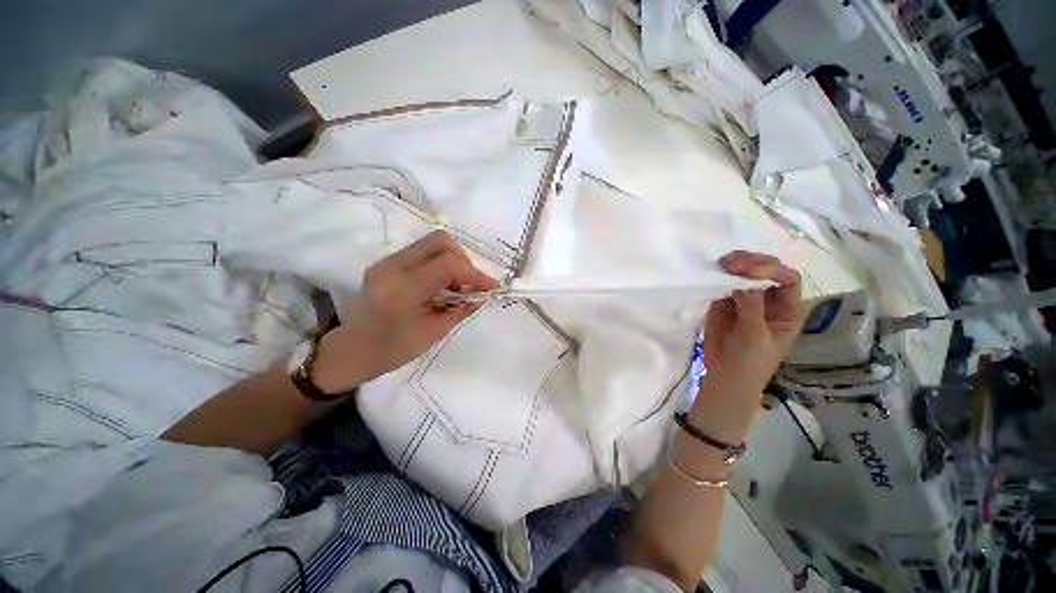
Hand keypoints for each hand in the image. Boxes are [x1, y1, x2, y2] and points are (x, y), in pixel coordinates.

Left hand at [313, 232, 496, 391]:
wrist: (352, 351)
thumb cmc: (393, 350)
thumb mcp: (434, 333)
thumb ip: (461, 309)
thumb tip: (483, 295)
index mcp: (402, 289)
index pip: (447, 264)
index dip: (475, 273)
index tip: (490, 287)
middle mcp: (392, 267)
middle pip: (440, 241)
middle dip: (464, 260)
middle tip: (470, 284)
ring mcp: (387, 261)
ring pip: (432, 243)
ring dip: (453, 260)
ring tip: (457, 287)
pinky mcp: (388, 262)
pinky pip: (423, 252)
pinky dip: (440, 263)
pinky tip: (442, 285)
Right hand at [691, 251, 806, 441]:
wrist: (725, 376)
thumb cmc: (750, 362)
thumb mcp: (755, 336)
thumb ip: (751, 307)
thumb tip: (743, 280)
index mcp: (786, 309)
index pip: (786, 279)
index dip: (770, 270)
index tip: (746, 269)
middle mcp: (768, 300)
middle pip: (766, 272)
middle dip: (751, 263)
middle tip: (730, 262)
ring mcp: (745, 299)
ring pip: (744, 275)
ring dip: (734, 266)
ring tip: (720, 264)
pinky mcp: (724, 303)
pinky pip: (724, 285)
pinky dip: (718, 277)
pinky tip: (712, 273)